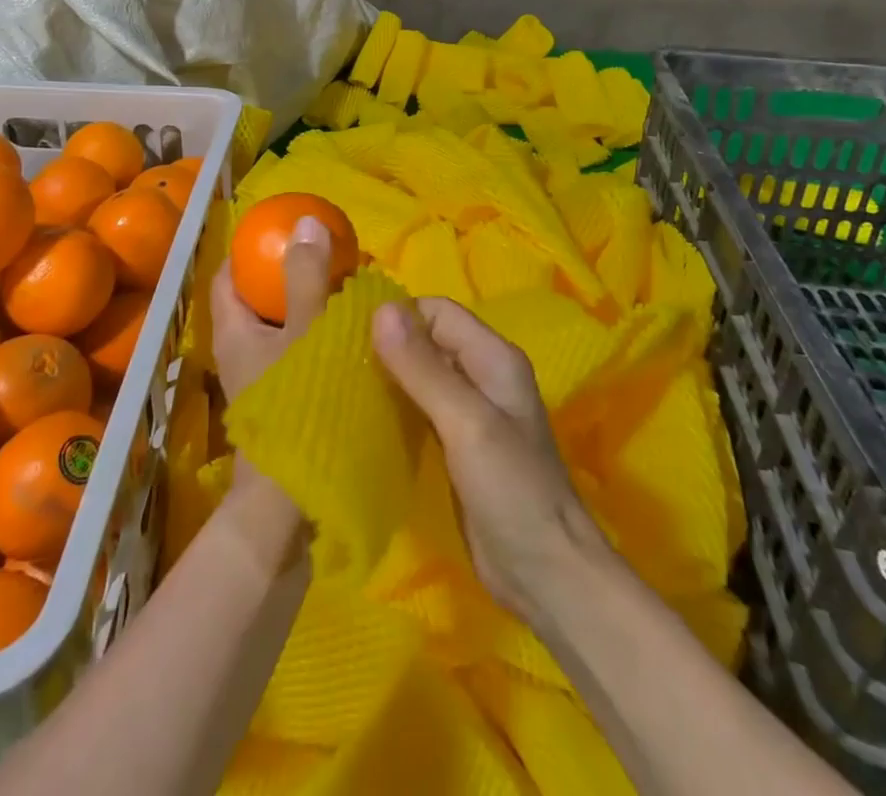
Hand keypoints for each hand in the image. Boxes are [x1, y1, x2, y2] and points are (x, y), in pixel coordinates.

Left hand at [208, 217, 334, 564]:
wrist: (293, 500)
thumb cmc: (296, 406)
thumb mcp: (306, 332)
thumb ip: (306, 276)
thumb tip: (305, 220)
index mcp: (233, 331)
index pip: (228, 274)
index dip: (250, 247)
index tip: (285, 230)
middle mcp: (240, 352)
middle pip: (257, 298)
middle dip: (288, 273)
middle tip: (328, 254)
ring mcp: (260, 379)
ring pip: (281, 326)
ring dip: (308, 304)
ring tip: (347, 287)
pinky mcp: (282, 400)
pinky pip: (297, 351)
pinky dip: (318, 334)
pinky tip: (350, 333)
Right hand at [370, 297, 605, 627]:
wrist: (546, 575)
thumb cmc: (512, 490)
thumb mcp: (466, 423)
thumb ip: (423, 368)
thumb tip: (380, 309)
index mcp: (493, 358)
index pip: (437, 312)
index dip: (398, 317)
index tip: (352, 336)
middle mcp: (483, 376)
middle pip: (428, 341)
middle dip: (387, 346)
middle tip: (339, 363)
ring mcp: (471, 413)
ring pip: (421, 376)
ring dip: (388, 379)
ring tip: (343, 389)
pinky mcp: (457, 446)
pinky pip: (420, 411)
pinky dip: (395, 409)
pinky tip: (365, 422)